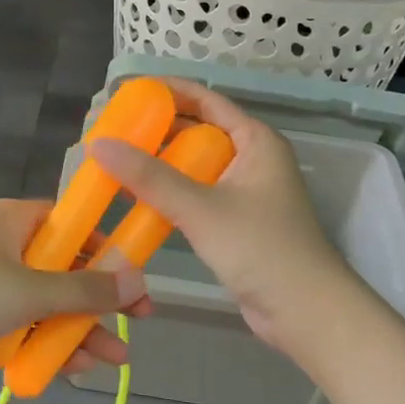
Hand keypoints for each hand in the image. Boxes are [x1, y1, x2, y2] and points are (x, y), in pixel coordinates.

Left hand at [0, 200, 151, 400]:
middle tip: (133, 328)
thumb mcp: (28, 291)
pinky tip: (67, 369)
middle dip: (97, 302)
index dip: (109, 251)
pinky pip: (21, 323)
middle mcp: (5, 244)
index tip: (136, 282)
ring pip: (45, 302)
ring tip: (107, 363)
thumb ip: (85, 289)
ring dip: (75, 330)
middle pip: (64, 268)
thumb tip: (140, 279)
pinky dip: (43, 342)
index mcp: (17, 220)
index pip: (75, 225)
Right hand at [88, 80, 361, 356]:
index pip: (206, 100)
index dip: (167, 91)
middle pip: (198, 131)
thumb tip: (98, 145)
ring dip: (159, 163)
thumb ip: (149, 177)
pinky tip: (136, 198)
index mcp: (255, 141)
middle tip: (113, 129)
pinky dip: (168, 192)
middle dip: (156, 130)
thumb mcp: (201, 208)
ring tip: (116, 160)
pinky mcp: (236, 221)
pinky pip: (196, 194)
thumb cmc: (261, 248)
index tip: (128, 91)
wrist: (306, 312)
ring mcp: (245, 191)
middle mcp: (251, 158)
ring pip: (194, 165)